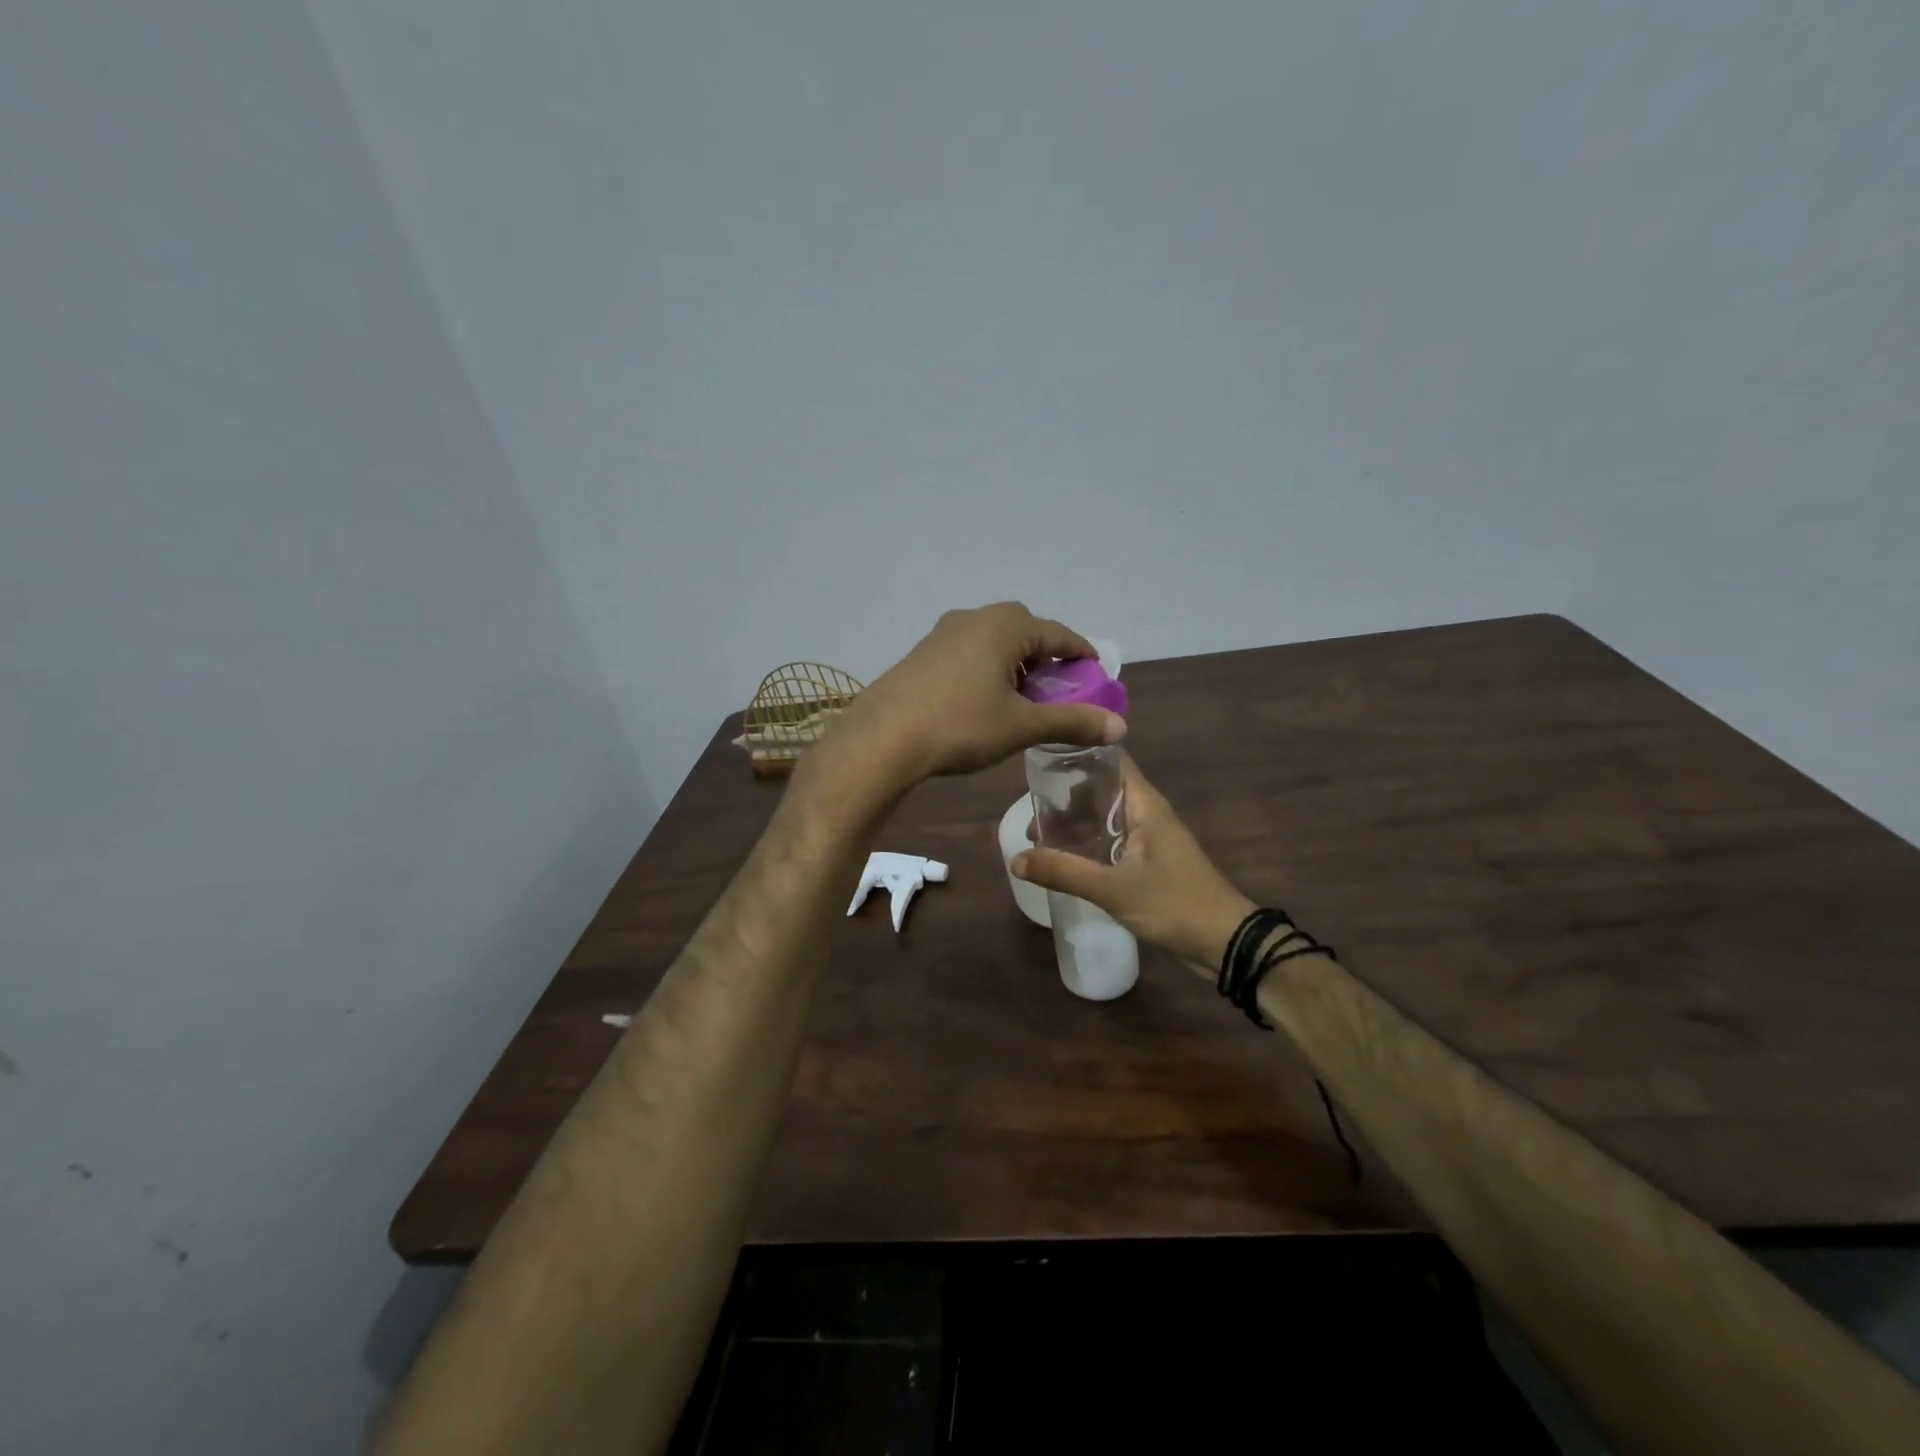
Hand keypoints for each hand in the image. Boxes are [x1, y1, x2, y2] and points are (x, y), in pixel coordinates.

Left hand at [823, 603, 1125, 787]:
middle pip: (1024, 629)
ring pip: (993, 639)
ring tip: (1022, 696)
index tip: (1096, 674)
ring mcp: (943, 633)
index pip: (1057, 634)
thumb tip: (1120, 727)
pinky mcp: (922, 652)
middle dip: (1046, 655)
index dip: (1081, 654)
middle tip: (1057, 687)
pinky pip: (968, 650)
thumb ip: (1071, 722)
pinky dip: (987, 666)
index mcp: (1004, 626)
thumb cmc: (959, 726)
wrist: (882, 738)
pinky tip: (983, 698)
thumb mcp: (1021, 726)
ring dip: (1014, 660)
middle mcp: (974, 618)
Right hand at [1012, 755, 1253, 971]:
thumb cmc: (1174, 904)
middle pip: (1101, 790)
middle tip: (1032, 811)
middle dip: (1067, 797)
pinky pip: (1112, 842)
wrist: (1224, 943)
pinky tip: (1066, 860)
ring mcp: (1149, 839)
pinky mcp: (1149, 863)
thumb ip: (1064, 872)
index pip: (1110, 760)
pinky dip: (1088, 844)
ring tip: (1040, 837)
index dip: (1078, 754)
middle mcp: (1146, 814)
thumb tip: (1016, 859)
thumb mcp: (1113, 889)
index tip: (1042, 759)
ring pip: (1105, 818)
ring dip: (1076, 824)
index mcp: (1144, 804)